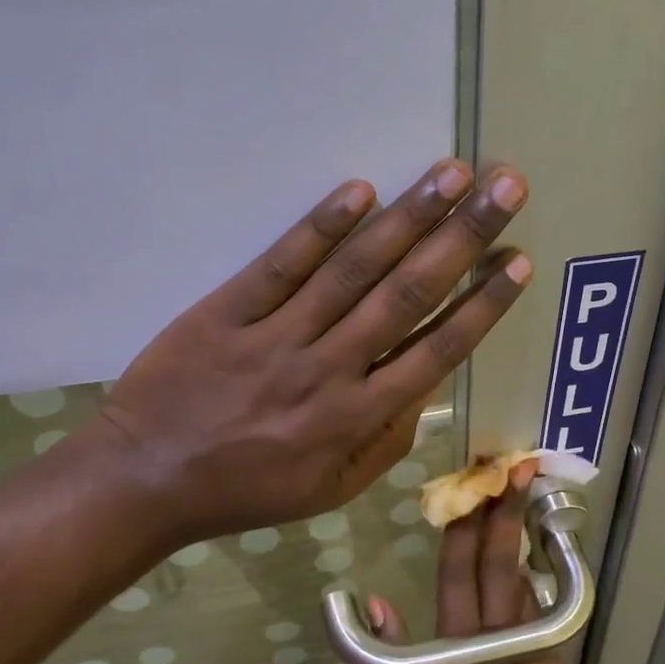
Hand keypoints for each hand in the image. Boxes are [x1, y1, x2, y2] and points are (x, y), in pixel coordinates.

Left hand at [99, 159, 530, 546]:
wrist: (147, 479)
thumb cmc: (246, 490)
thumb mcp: (331, 490)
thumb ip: (386, 442)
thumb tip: (425, 391)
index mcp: (357, 417)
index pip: (437, 350)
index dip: (482, 304)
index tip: (517, 260)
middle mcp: (329, 369)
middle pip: (407, 294)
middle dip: (463, 236)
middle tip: (505, 186)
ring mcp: (277, 336)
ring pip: (354, 270)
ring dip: (407, 217)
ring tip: (451, 173)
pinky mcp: (227, 311)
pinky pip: (280, 265)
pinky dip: (320, 227)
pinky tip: (359, 190)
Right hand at [369, 460, 576, 663]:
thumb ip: (388, 662)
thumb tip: (378, 603)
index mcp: (458, 651)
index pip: (457, 575)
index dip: (463, 529)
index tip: (470, 491)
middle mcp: (500, 638)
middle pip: (499, 564)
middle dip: (504, 514)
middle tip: (513, 472)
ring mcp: (535, 649)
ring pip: (525, 580)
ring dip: (521, 538)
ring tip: (525, 499)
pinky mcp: (555, 663)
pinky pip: (540, 612)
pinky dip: (533, 581)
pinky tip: (530, 562)